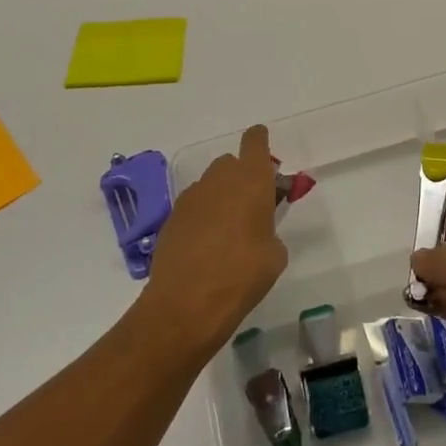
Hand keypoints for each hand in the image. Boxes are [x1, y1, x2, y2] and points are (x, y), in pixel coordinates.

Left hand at [140, 126, 287, 353]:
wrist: (186, 305)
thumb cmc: (243, 274)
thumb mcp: (275, 255)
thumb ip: (269, 230)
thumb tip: (257, 232)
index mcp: (251, 180)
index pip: (255, 142)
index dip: (259, 141)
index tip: (263, 147)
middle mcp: (219, 180)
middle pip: (230, 163)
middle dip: (241, 176)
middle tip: (252, 204)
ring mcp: (191, 198)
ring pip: (210, 185)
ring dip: (220, 197)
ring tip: (228, 231)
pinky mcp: (171, 219)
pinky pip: (193, 208)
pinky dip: (202, 218)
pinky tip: (206, 247)